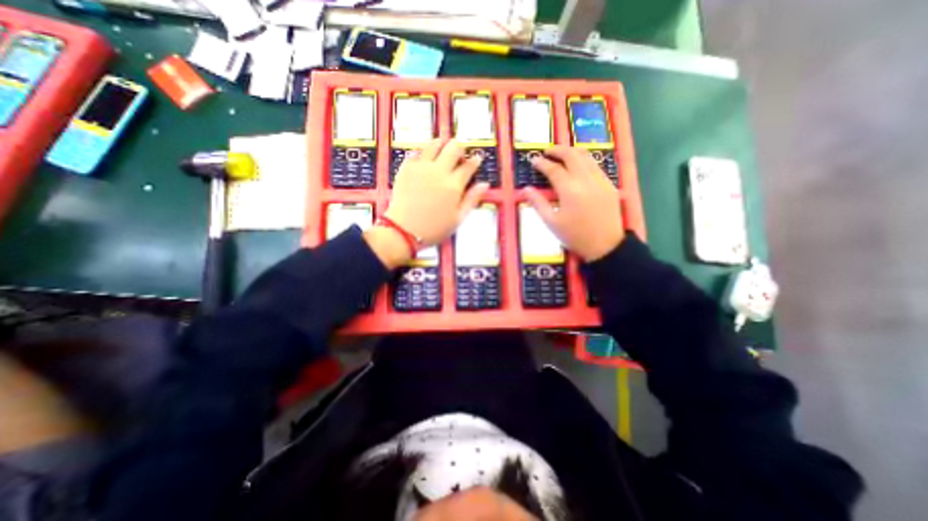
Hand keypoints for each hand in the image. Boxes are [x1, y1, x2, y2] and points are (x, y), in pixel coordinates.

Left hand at [384, 136, 488, 244]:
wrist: (404, 231)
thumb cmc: (434, 228)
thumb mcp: (458, 218)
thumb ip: (472, 199)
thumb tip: (484, 184)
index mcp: (453, 185)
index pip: (469, 165)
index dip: (475, 160)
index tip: (477, 159)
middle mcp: (438, 171)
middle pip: (454, 147)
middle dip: (460, 148)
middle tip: (459, 156)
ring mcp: (421, 167)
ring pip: (434, 144)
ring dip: (442, 145)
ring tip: (442, 152)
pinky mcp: (406, 168)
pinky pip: (416, 152)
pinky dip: (422, 154)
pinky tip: (424, 161)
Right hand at [526, 144, 625, 259]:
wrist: (605, 246)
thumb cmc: (575, 236)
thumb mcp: (551, 222)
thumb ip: (538, 203)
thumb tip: (526, 189)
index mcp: (569, 190)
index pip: (553, 169)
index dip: (542, 163)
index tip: (533, 160)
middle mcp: (586, 180)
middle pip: (571, 155)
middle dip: (557, 150)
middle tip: (546, 152)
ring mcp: (600, 180)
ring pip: (586, 156)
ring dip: (572, 152)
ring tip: (561, 154)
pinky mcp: (609, 184)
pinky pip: (595, 165)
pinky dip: (584, 161)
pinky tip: (577, 166)